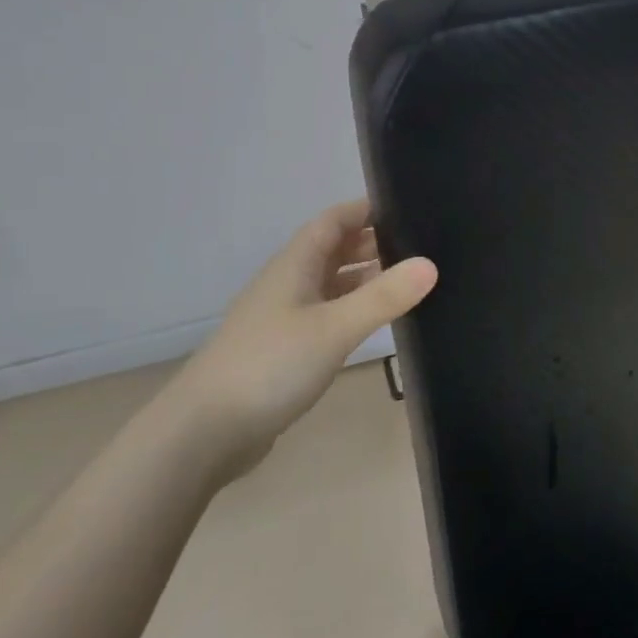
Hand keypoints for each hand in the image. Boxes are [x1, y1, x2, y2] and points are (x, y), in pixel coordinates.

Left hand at [169, 201, 437, 451]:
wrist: (206, 431)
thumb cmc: (270, 366)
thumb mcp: (334, 328)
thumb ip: (383, 297)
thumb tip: (431, 264)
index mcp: (294, 265)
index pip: (333, 220)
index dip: (366, 209)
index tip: (408, 206)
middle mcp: (288, 284)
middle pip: (333, 250)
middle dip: (372, 243)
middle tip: (421, 246)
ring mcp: (284, 318)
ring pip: (331, 284)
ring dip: (364, 278)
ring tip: (409, 282)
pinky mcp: (285, 351)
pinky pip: (327, 315)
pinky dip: (352, 310)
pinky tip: (375, 324)